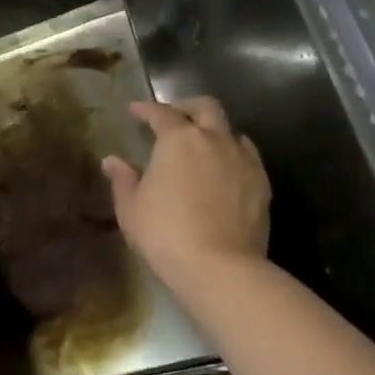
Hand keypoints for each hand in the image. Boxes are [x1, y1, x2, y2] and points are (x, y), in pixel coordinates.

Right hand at [102, 98, 269, 286]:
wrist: (220, 267)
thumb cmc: (165, 232)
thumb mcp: (131, 208)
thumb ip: (123, 179)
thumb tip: (112, 161)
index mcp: (179, 139)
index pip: (161, 113)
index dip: (146, 109)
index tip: (135, 110)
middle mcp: (214, 139)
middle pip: (206, 107)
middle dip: (187, 107)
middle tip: (173, 119)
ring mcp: (243, 160)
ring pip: (231, 130)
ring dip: (214, 131)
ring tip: (201, 146)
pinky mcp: (262, 183)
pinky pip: (247, 156)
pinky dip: (233, 155)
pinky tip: (224, 170)